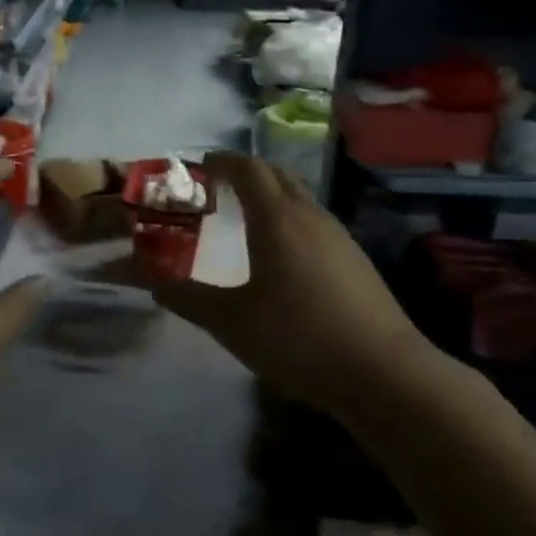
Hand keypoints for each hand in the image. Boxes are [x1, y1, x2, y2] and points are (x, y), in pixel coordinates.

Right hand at [150, 152, 434, 415]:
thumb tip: (152, 283)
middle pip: (276, 175)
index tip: (196, 167)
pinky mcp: (354, 260)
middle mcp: (310, 216)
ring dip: (268, 197)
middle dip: (243, 173)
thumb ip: (187, 298)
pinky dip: (288, 220)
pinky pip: (313, 222)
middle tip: (215, 191)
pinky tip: (279, 256)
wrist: (383, 373)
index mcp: (278, 219)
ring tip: (242, 221)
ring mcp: (338, 237)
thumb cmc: (298, 338)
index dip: (220, 162)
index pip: (247, 169)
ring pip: (298, 198)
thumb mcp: (230, 322)